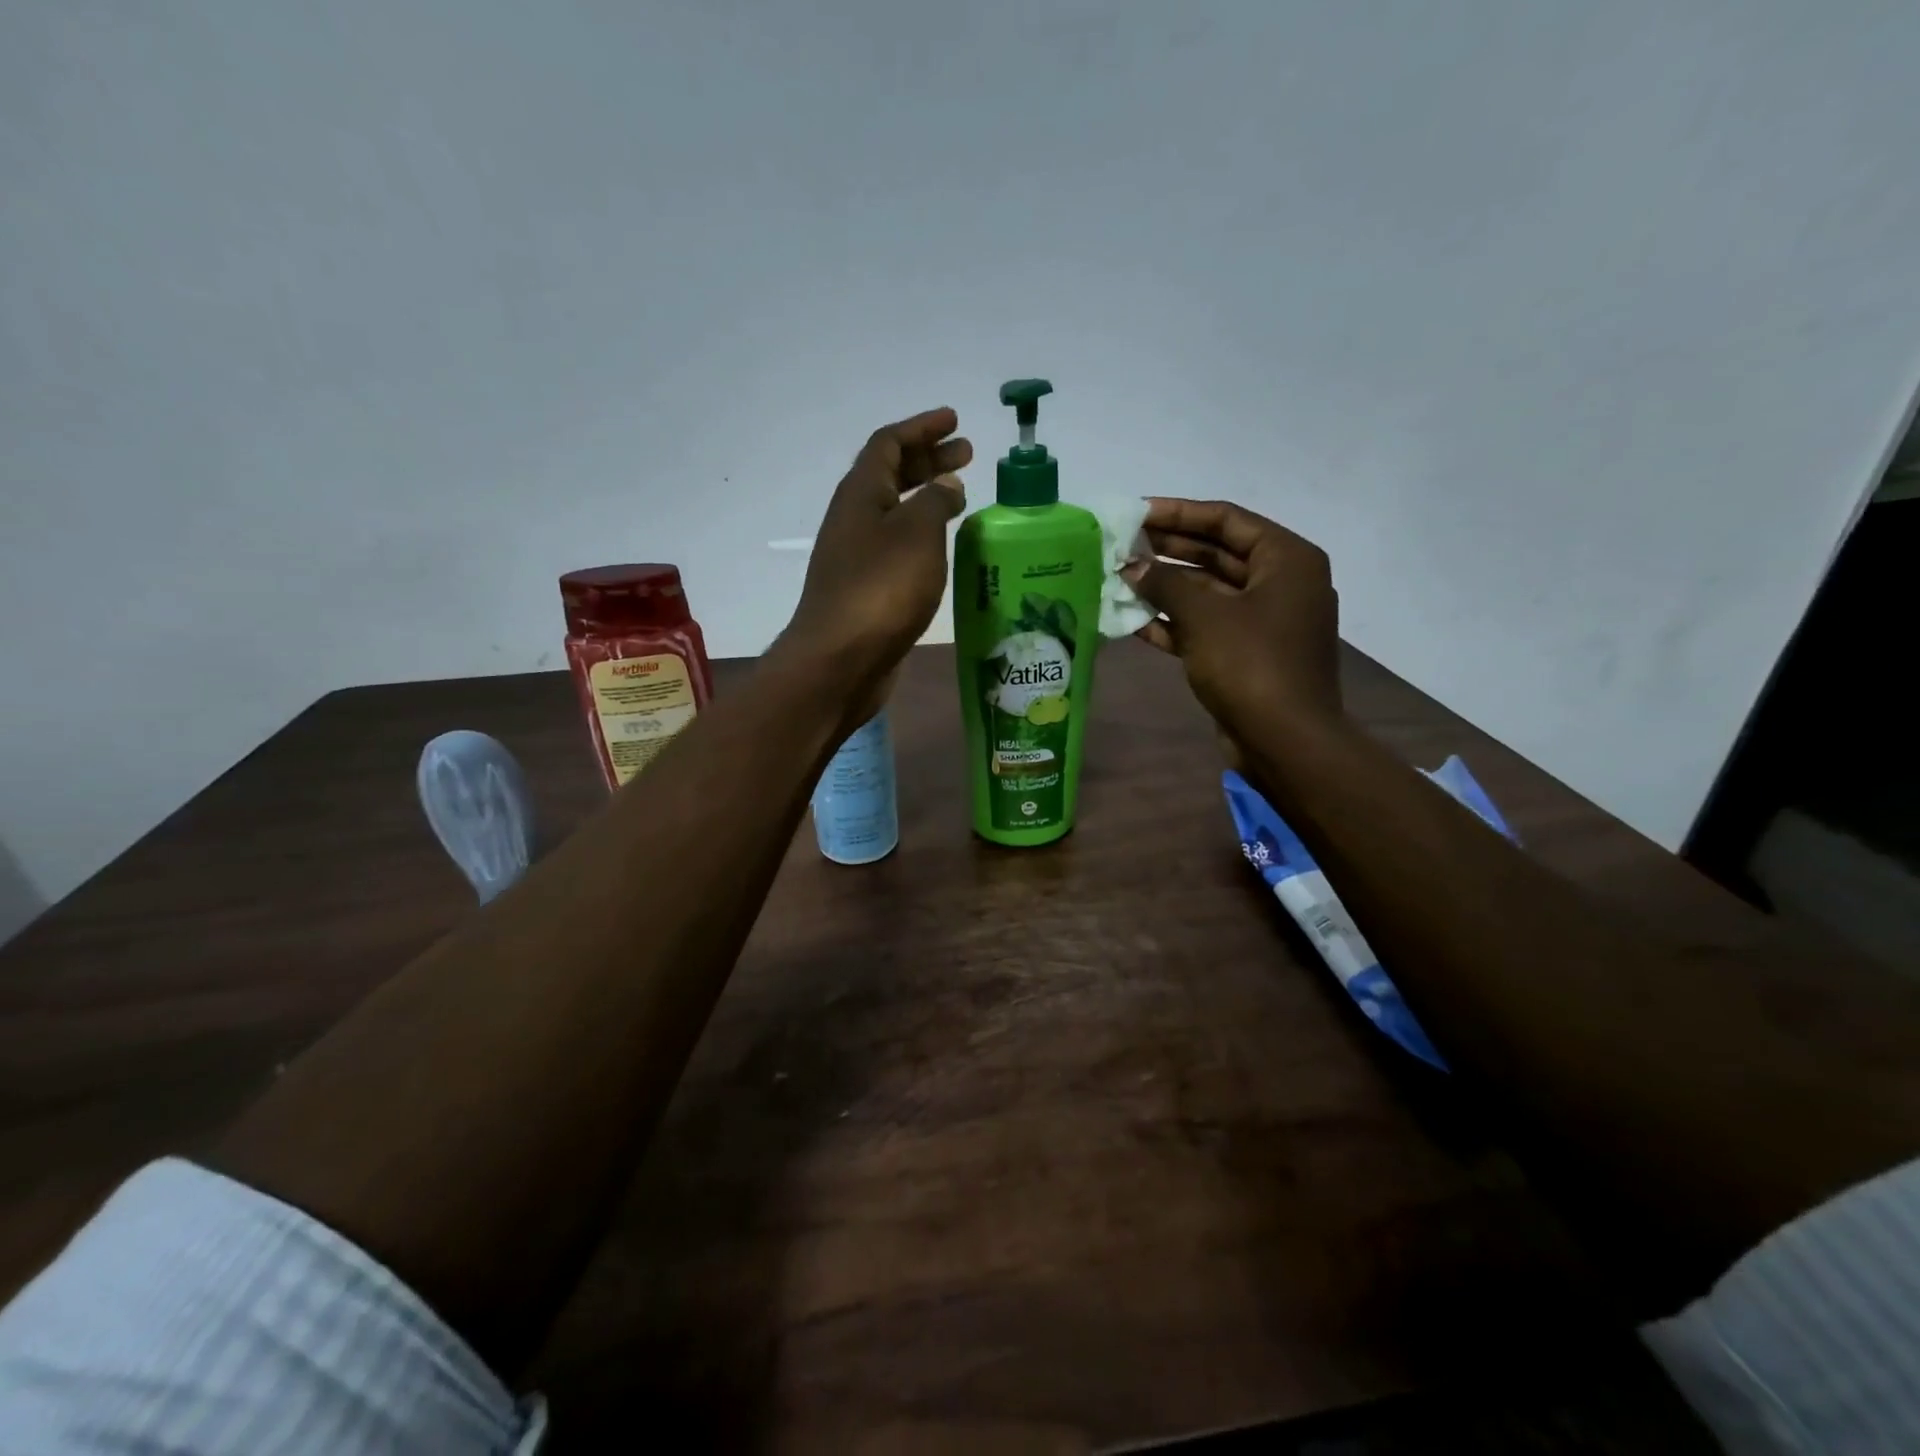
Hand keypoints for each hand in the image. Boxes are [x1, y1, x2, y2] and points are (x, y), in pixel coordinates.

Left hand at [778, 408, 971, 718]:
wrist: (840, 660)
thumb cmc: (881, 590)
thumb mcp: (917, 534)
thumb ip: (935, 501)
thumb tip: (945, 485)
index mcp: (861, 495)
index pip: (888, 444)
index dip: (921, 428)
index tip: (954, 421)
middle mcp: (854, 520)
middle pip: (890, 476)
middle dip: (928, 460)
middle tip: (966, 455)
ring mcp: (857, 557)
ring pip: (894, 513)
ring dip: (926, 499)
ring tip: (960, 498)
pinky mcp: (866, 590)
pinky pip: (897, 547)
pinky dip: (922, 536)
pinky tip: (943, 548)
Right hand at [1123, 498, 1341, 744]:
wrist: (1284, 741)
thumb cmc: (1251, 665)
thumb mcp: (1204, 616)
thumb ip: (1164, 584)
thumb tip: (1131, 567)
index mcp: (1286, 559)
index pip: (1226, 520)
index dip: (1178, 513)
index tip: (1136, 513)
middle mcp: (1280, 583)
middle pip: (1217, 554)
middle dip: (1168, 551)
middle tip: (1121, 545)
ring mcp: (1264, 621)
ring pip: (1207, 593)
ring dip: (1165, 589)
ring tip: (1119, 580)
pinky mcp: (1247, 654)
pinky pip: (1206, 627)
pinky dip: (1173, 624)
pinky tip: (1132, 622)